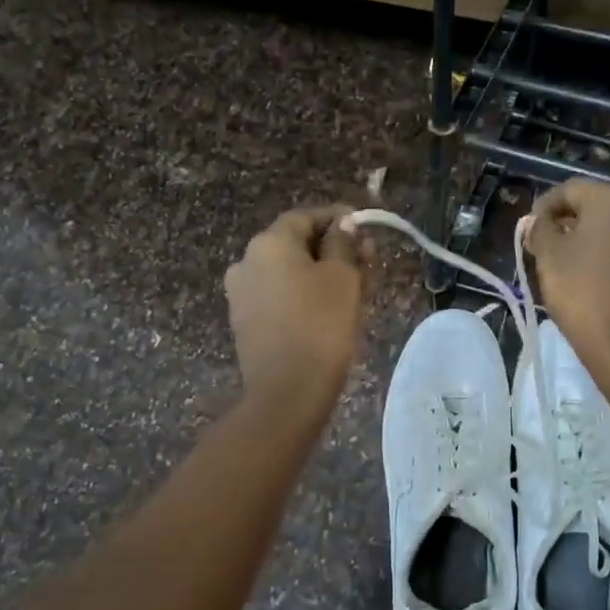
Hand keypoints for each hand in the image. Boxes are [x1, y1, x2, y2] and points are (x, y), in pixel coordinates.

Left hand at [224, 205, 367, 418]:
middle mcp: (247, 262)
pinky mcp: (246, 323)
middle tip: (368, 260)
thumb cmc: (321, 325)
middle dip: (333, 248)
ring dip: (321, 273)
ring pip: (289, 272)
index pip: (306, 217)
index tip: (365, 226)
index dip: (338, 218)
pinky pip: (280, 296)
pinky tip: (330, 308)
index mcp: (268, 243)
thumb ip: (344, 243)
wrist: (287, 392)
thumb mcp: (342, 277)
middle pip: (296, 244)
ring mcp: (242, 295)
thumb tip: (343, 225)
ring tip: (357, 286)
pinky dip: (304, 294)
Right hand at [526, 180, 609, 366]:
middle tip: (545, 248)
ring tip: (568, 266)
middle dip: (570, 223)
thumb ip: (540, 230)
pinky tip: (595, 280)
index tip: (528, 230)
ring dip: (592, 241)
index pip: (570, 190)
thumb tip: (537, 221)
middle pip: (597, 207)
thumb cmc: (584, 293)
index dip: (544, 207)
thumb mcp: (550, 258)